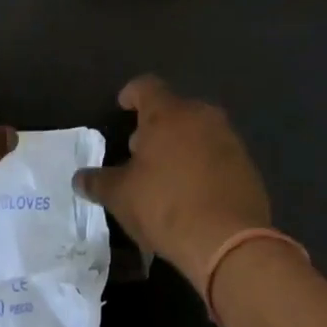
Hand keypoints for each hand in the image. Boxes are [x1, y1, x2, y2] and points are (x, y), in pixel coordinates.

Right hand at [72, 75, 271, 290]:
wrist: (228, 240)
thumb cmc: (166, 206)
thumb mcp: (121, 196)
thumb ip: (98, 182)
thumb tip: (79, 178)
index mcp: (169, 113)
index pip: (146, 86)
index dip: (132, 94)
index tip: (123, 106)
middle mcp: (202, 116)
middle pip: (174, 109)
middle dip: (156, 125)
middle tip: (139, 149)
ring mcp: (229, 139)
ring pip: (198, 131)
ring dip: (181, 144)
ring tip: (165, 173)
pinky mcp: (247, 164)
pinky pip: (218, 154)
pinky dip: (203, 164)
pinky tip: (193, 192)